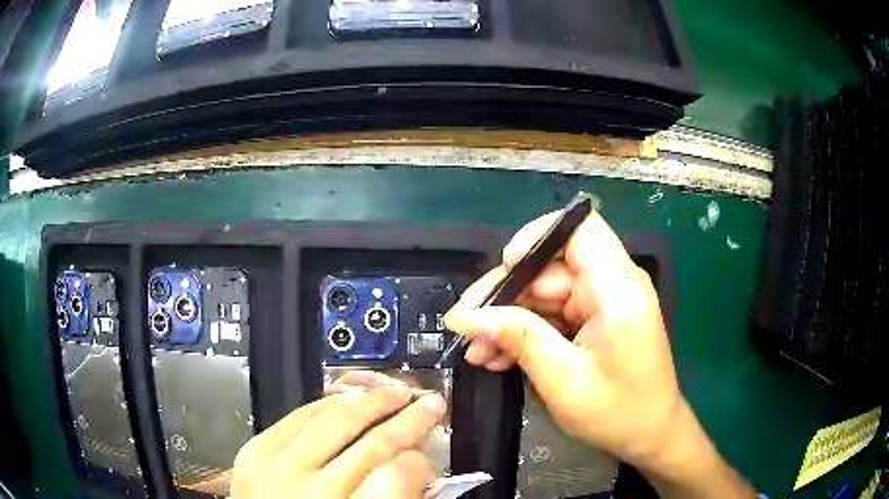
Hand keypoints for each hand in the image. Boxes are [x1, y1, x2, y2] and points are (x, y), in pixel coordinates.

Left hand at [231, 386, 444, 498]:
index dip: (421, 463)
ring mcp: (277, 467)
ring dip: (373, 402)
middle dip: (409, 420)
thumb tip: (418, 471)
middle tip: (431, 404)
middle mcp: (311, 492)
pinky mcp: (254, 451)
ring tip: (396, 392)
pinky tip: (349, 398)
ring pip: (336, 420)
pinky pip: (298, 415)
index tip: (427, 460)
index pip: (398, 476)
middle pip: (372, 443)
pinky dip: (328, 404)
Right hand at [446, 210, 755, 497]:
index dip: (537, 237)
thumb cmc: (618, 413)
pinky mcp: (596, 320)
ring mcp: (604, 303)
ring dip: (509, 321)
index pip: (579, 230)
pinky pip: (553, 315)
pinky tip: (498, 356)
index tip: (504, 269)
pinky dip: (526, 333)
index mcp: (618, 290)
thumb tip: (468, 316)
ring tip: (476, 351)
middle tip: (465, 326)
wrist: (650, 435)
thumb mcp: (563, 381)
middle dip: (506, 296)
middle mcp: (613, 285)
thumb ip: (519, 340)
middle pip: (550, 267)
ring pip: (545, 294)